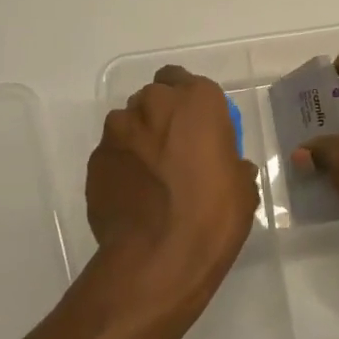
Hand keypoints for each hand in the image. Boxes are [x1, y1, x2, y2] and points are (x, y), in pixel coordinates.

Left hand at [86, 66, 258, 331]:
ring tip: (150, 177)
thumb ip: (231, 164)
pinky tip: (133, 196)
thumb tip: (228, 168)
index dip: (189, 102)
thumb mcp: (242, 188)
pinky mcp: (95, 161)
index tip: (197, 126)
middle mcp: (153, 104)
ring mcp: (118, 131)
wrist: (157, 258)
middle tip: (175, 152)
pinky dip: (121, 167)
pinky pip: (112, 154)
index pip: (185, 80)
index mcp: (196, 101)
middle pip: (154, 99)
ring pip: (129, 124)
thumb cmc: (212, 216)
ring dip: (139, 140)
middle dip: (162, 118)